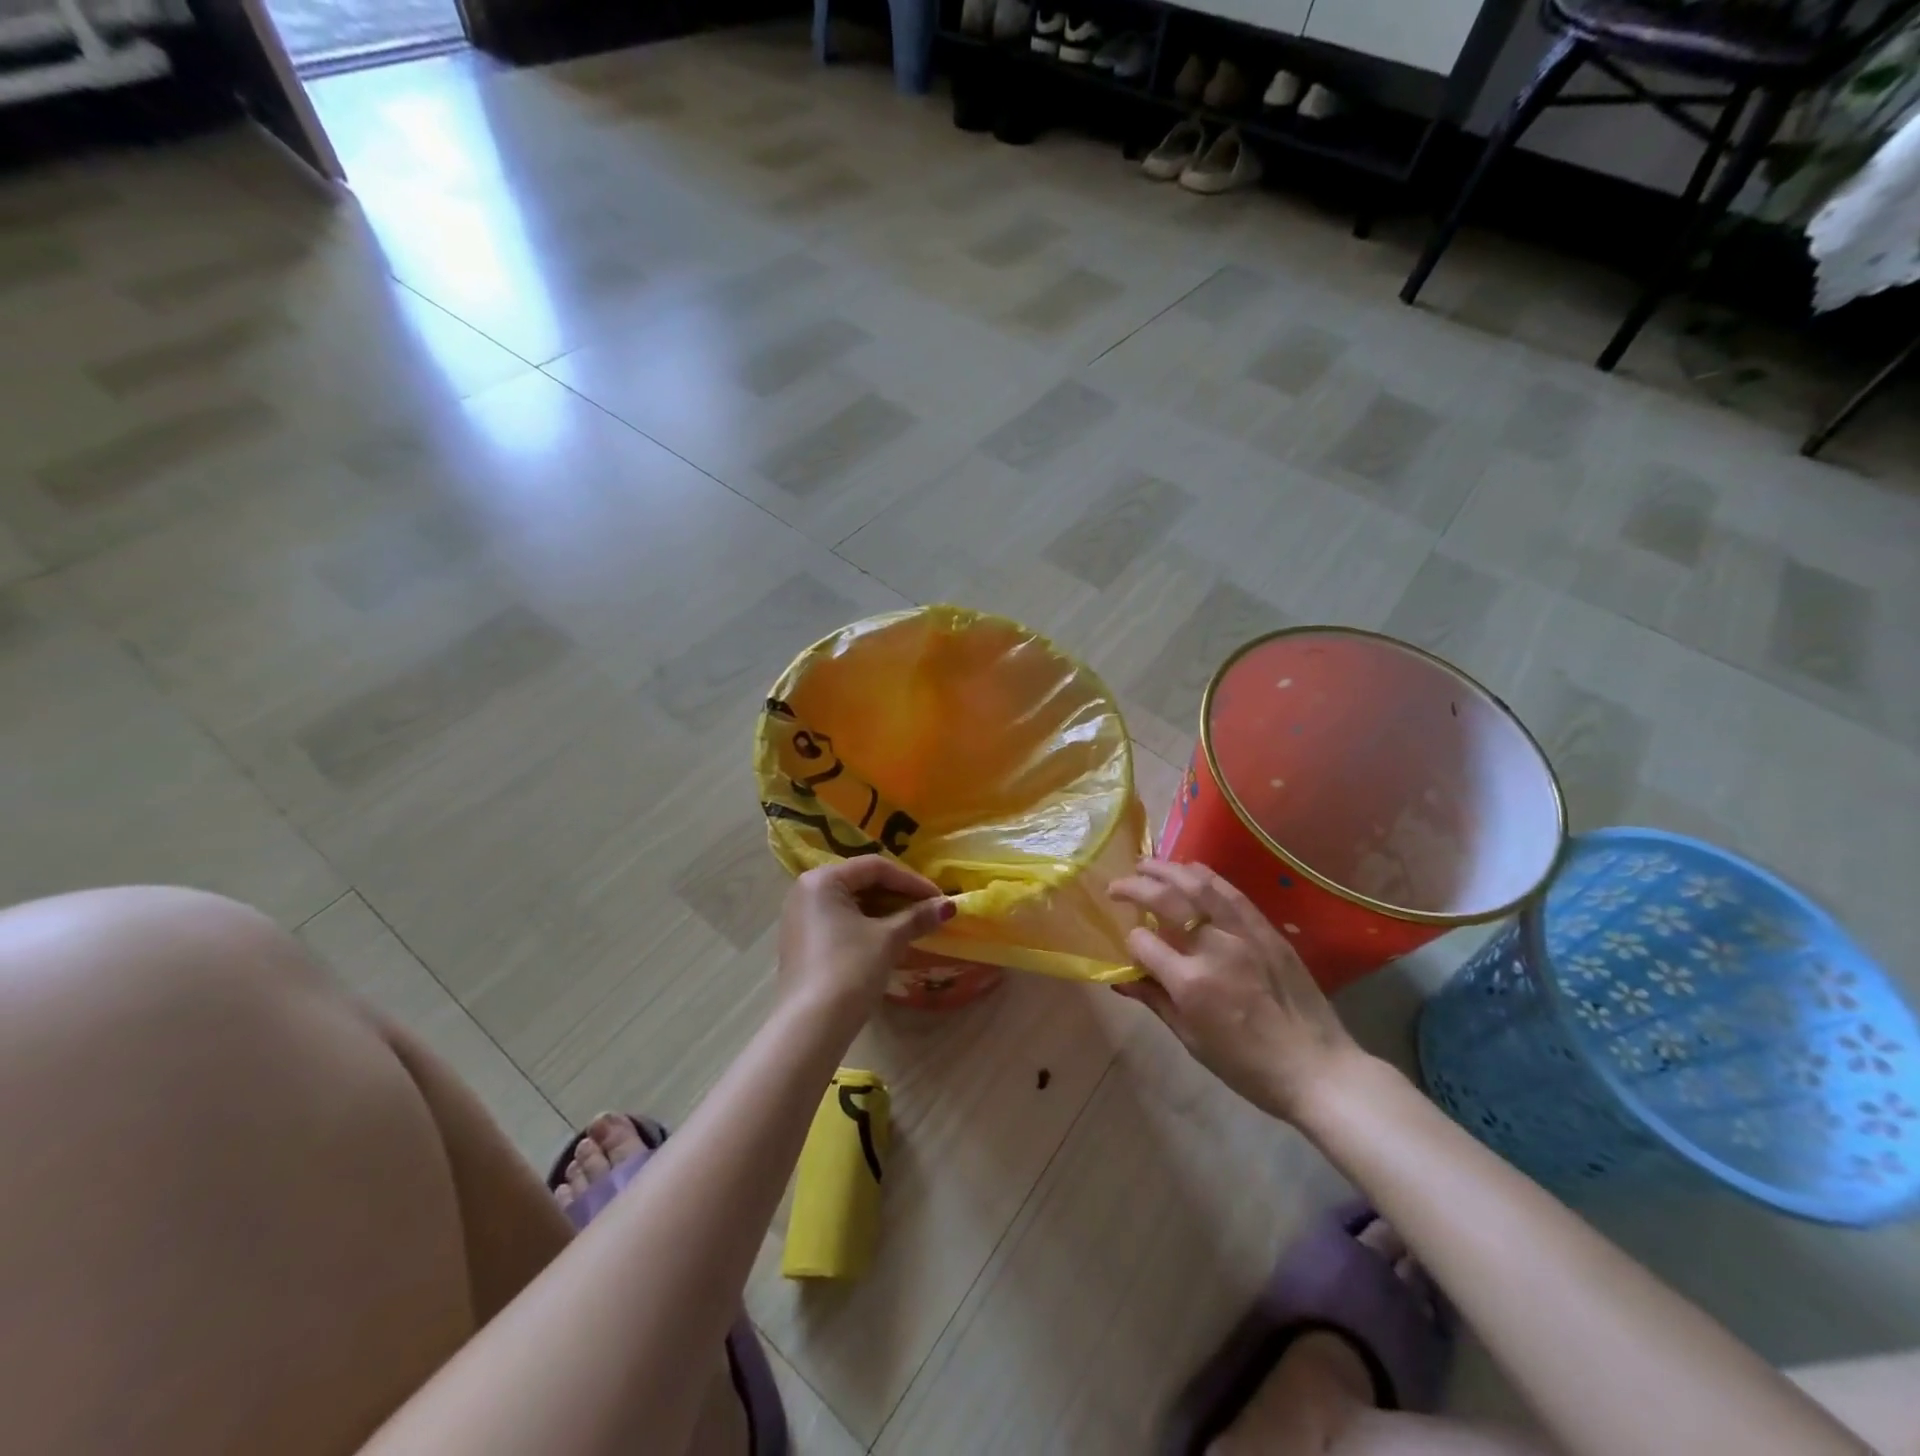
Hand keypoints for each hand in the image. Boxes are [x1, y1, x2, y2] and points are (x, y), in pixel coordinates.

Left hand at [777, 858, 954, 1024]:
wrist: (811, 1026)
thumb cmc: (849, 969)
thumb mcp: (888, 939)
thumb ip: (917, 917)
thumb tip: (948, 906)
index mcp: (822, 879)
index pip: (875, 867)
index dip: (911, 881)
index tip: (938, 898)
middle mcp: (805, 891)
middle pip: (861, 881)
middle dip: (898, 894)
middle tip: (927, 909)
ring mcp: (799, 918)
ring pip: (851, 902)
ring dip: (884, 910)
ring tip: (913, 923)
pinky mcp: (801, 942)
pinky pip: (839, 921)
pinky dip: (866, 924)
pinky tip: (887, 938)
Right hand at [1109, 859, 1361, 1123]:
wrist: (1316, 1068)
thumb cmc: (1247, 1066)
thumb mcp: (1192, 1040)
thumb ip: (1155, 1001)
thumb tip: (1120, 980)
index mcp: (1189, 982)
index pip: (1142, 942)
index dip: (1129, 940)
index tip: (1128, 945)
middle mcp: (1213, 948)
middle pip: (1165, 900)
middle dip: (1134, 887)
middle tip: (1116, 885)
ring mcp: (1243, 933)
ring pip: (1198, 885)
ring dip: (1167, 869)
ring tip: (1146, 864)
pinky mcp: (1266, 929)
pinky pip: (1230, 892)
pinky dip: (1205, 876)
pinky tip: (1190, 870)